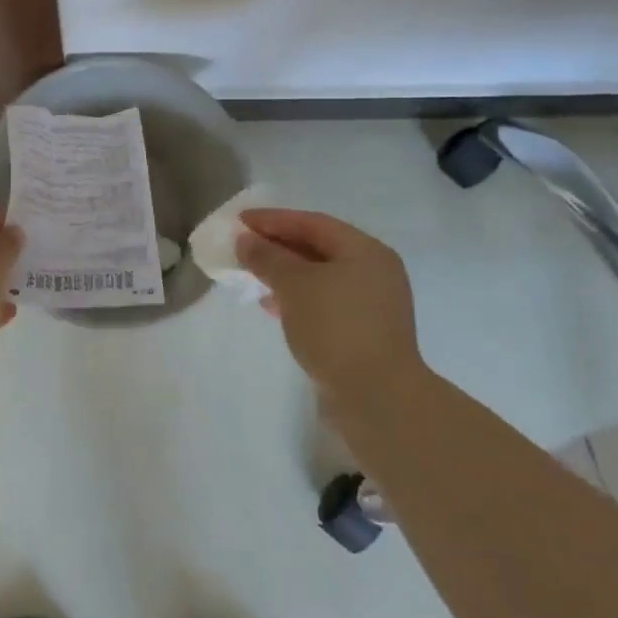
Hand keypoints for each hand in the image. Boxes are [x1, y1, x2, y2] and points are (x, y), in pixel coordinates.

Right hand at [236, 209, 419, 390]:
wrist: (377, 398)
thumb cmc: (336, 327)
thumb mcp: (294, 285)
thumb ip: (267, 257)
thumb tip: (245, 240)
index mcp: (366, 251)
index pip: (313, 223)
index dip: (273, 219)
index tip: (239, 221)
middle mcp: (374, 272)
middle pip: (318, 248)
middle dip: (278, 246)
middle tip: (243, 248)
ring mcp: (372, 304)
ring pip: (320, 277)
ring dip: (285, 274)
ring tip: (251, 276)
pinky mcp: (364, 332)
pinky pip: (324, 302)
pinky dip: (297, 298)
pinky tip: (272, 306)